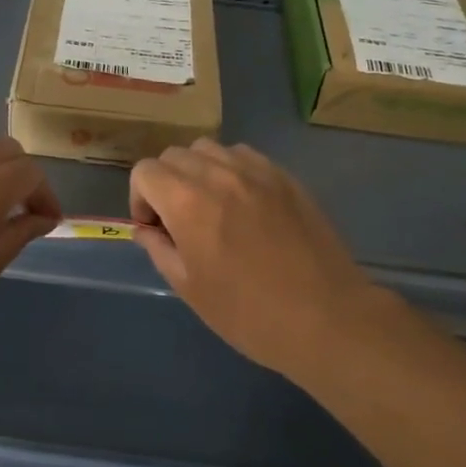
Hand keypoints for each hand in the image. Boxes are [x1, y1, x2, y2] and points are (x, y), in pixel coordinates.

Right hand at [130, 140, 394, 378]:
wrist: (325, 318)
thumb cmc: (248, 312)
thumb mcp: (189, 287)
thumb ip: (159, 249)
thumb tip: (147, 229)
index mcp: (187, 201)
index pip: (145, 172)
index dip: (140, 198)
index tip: (155, 228)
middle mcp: (218, 174)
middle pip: (175, 155)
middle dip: (166, 182)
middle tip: (180, 219)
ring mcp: (256, 171)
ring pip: (210, 148)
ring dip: (199, 171)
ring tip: (212, 206)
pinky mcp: (285, 177)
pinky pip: (245, 156)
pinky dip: (232, 170)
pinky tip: (245, 204)